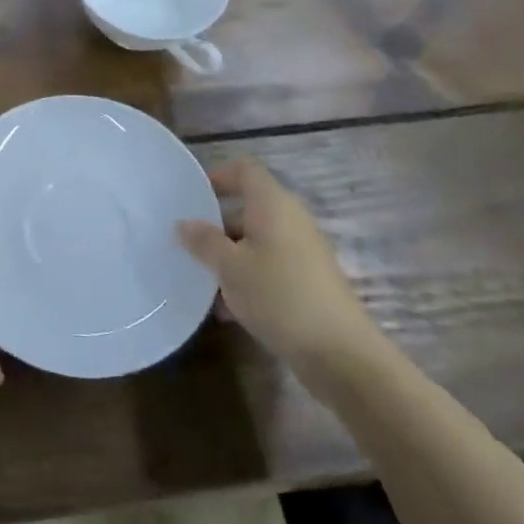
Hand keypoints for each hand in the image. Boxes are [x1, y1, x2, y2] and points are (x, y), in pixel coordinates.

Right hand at [176, 159, 384, 393]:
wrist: (340, 354)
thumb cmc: (279, 295)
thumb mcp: (230, 267)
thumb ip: (203, 242)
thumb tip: (183, 224)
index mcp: (272, 204)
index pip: (244, 170)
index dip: (218, 175)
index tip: (192, 197)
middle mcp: (290, 219)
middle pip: (248, 207)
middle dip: (216, 223)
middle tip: (188, 242)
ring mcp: (302, 251)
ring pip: (256, 241)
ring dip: (229, 255)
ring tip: (202, 279)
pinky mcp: (308, 281)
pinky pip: (269, 266)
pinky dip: (247, 277)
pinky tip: (227, 309)